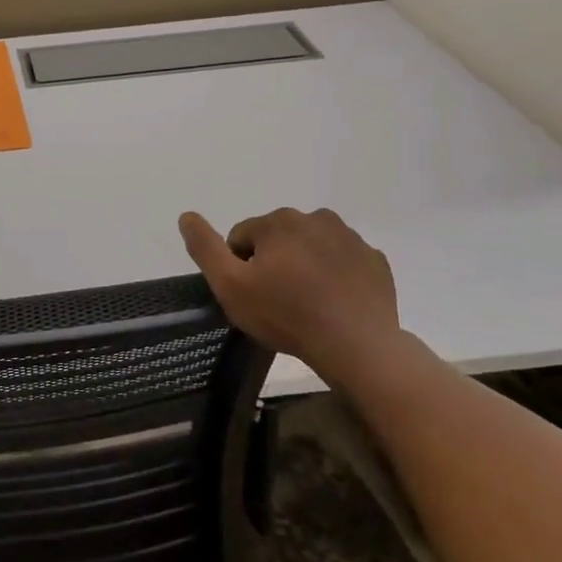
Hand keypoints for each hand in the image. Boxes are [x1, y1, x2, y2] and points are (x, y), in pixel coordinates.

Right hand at [178, 208, 398, 367]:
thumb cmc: (285, 314)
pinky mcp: (374, 260)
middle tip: (277, 301)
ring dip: (303, 266)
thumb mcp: (229, 285)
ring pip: (311, 247)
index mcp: (278, 221)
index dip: (240, 267)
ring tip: (306, 304)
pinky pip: (342, 262)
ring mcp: (351, 238)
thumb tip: (186, 216)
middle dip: (273, 263)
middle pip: (278, 239)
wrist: (356, 345)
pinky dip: (334, 276)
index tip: (252, 295)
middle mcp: (316, 218)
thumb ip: (204, 248)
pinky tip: (332, 304)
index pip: (242, 238)